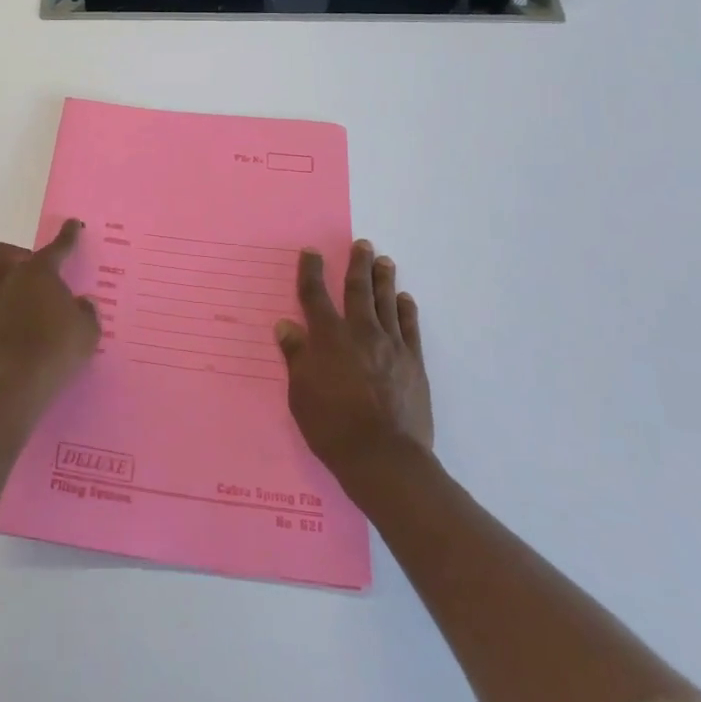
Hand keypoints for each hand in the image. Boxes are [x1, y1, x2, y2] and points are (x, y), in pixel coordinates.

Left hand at [0, 220, 100, 402]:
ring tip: (2, 298)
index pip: (56, 247)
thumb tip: (83, 304)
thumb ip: (86, 312)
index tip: (71, 225)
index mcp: (39, 273)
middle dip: (9, 255)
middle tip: (25, 270)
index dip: (67, 235)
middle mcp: (8, 281)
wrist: (20, 382)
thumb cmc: (59, 348)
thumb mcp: (87, 330)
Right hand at [275, 241, 433, 478]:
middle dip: (357, 264)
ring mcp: (391, 346)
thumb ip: (296, 356)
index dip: (312, 272)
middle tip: (362, 244)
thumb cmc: (332, 427)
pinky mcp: (413, 363)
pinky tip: (405, 299)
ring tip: (384, 260)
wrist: (384, 457)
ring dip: (384, 279)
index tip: (312, 252)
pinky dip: (406, 310)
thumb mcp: (300, 393)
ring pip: (386, 302)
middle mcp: (360, 332)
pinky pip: (410, 327)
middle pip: (358, 290)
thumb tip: (286, 325)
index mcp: (328, 338)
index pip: (315, 296)